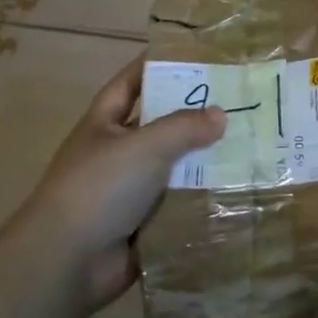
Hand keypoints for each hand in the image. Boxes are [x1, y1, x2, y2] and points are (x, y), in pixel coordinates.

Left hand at [19, 56, 224, 316]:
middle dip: (193, 116)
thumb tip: (220, 115)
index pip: (130, 84)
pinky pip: (179, 204)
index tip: (192, 55)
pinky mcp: (144, 224)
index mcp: (104, 125)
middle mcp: (116, 154)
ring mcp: (129, 192)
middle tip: (237, 102)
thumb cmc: (100, 187)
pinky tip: (237, 189)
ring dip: (204, 161)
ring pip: (174, 167)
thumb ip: (184, 126)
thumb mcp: (144, 145)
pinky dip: (202, 199)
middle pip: (160, 127)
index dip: (155, 67)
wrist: (68, 262)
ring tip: (249, 145)